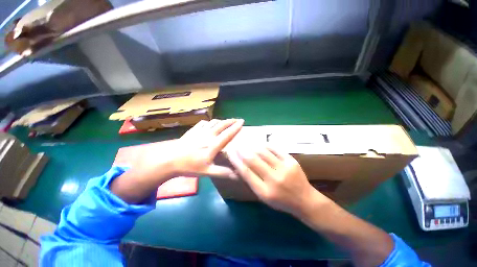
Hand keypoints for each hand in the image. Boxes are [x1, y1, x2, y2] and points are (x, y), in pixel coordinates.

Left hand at [171, 119, 243, 177]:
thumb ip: (222, 172)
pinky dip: (210, 122)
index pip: (227, 134)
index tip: (242, 121)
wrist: (170, 160)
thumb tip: (237, 174)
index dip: (235, 127)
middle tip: (237, 119)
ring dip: (221, 121)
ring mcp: (199, 131)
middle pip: (221, 125)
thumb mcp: (207, 172)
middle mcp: (208, 135)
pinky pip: (204, 122)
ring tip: (226, 121)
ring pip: (213, 122)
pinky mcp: (193, 130)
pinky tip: (210, 124)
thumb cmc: (189, 166)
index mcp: (212, 145)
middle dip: (231, 121)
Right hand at [227, 146, 329, 216]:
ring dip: (253, 147)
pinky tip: (261, 144)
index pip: (246, 172)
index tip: (230, 153)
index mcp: (265, 192)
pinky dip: (266, 145)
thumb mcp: (264, 197)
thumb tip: (239, 167)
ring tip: (247, 143)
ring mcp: (284, 169)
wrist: (305, 200)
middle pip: (253, 160)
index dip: (236, 161)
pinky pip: (275, 149)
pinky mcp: (292, 161)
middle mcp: (274, 179)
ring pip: (264, 153)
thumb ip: (252, 182)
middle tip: (237, 145)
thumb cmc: (281, 201)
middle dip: (242, 151)